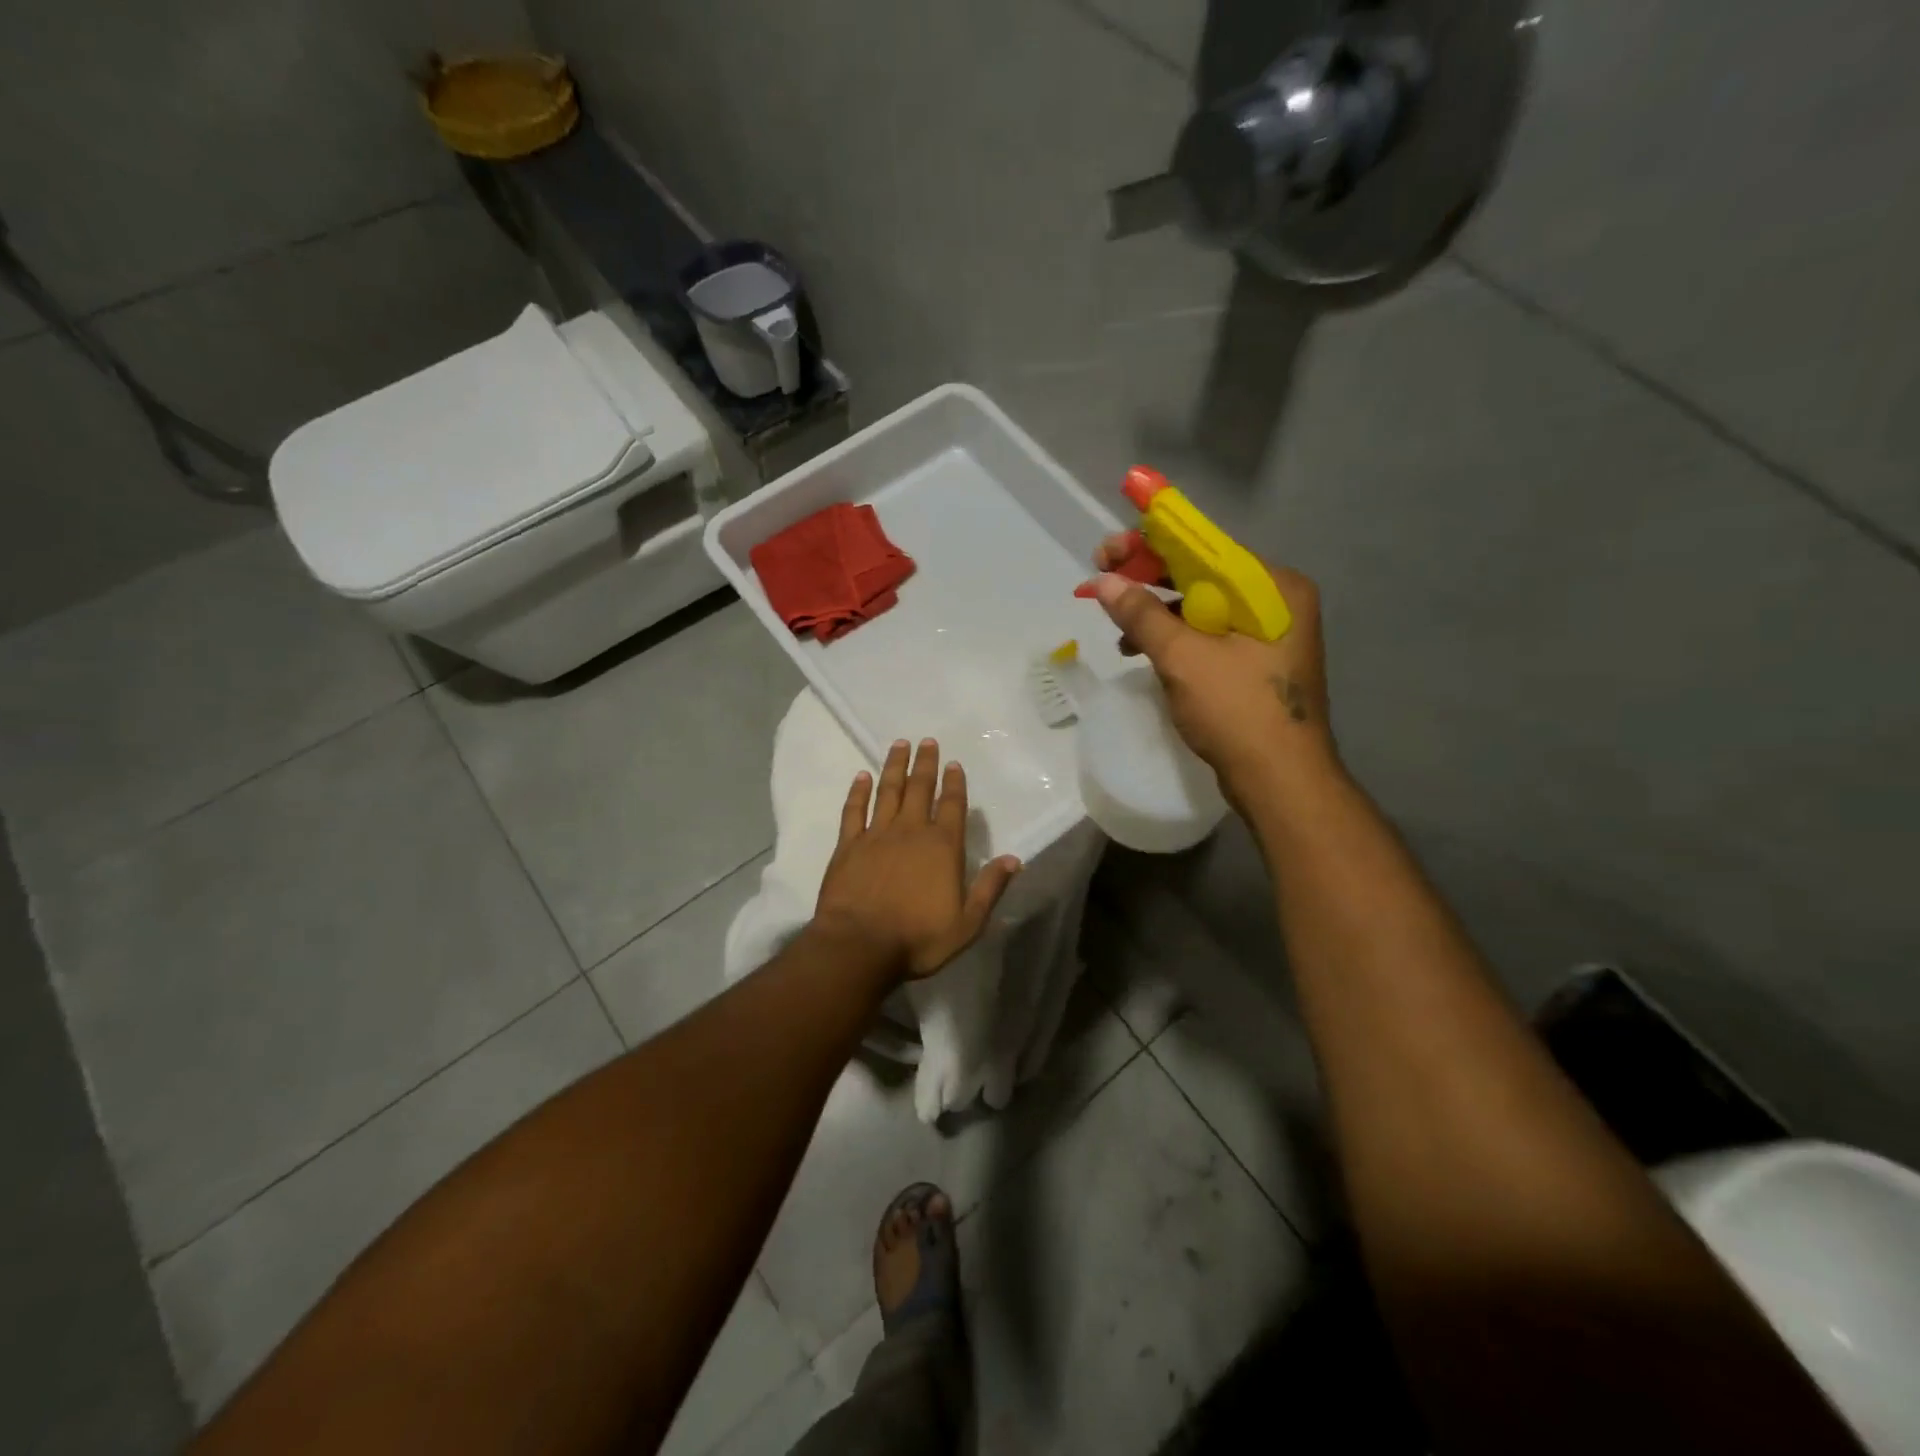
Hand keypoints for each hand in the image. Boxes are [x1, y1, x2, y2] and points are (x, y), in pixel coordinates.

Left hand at [812, 738, 1021, 981]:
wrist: (859, 946)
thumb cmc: (918, 939)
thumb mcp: (967, 923)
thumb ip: (990, 888)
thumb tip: (1015, 859)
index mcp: (943, 847)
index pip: (952, 806)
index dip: (954, 783)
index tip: (953, 763)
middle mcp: (911, 831)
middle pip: (920, 788)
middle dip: (925, 764)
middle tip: (927, 741)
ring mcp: (877, 835)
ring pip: (888, 791)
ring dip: (894, 767)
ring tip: (899, 744)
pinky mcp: (848, 846)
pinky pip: (854, 810)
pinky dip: (858, 792)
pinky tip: (861, 776)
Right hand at [1089, 534, 1335, 801]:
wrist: (1281, 781)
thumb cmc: (1237, 711)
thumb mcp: (1183, 658)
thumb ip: (1142, 614)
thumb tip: (1103, 582)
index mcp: (1273, 587)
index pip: (1204, 548)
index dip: (1150, 544)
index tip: (1107, 552)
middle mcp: (1277, 601)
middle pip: (1202, 575)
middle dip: (1149, 581)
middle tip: (1103, 581)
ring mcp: (1270, 634)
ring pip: (1203, 608)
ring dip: (1158, 615)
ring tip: (1120, 633)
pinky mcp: (1258, 663)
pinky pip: (1210, 635)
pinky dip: (1177, 640)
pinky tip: (1146, 654)